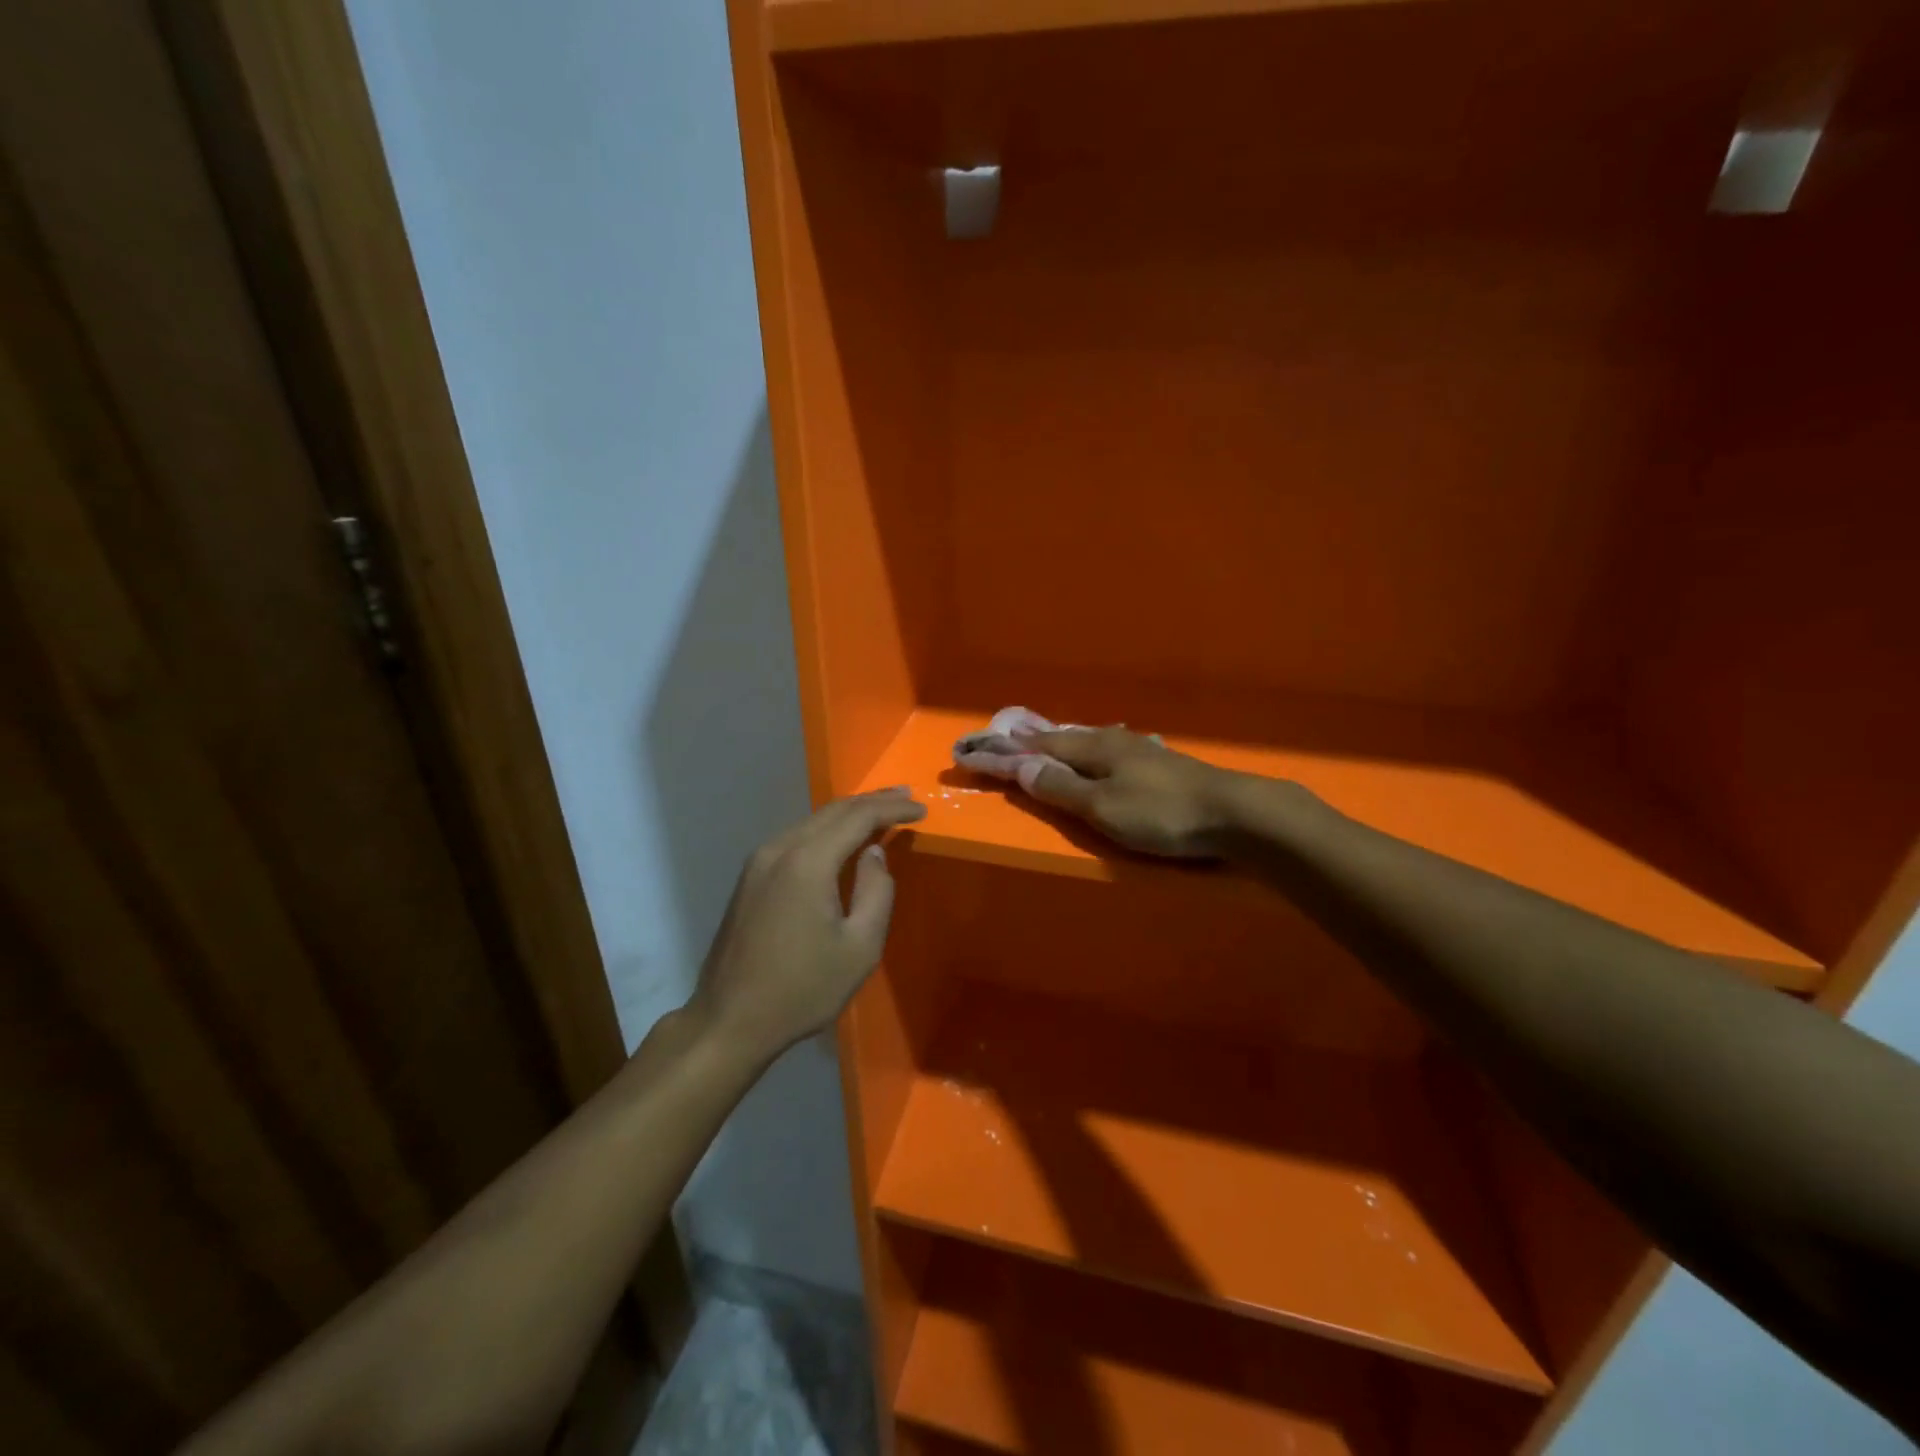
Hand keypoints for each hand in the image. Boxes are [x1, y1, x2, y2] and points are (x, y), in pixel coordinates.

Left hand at [687, 788, 925, 1064]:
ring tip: (881, 813)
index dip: (893, 809)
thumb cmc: (802, 989)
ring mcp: (759, 861)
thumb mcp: (859, 948)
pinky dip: (826, 832)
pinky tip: (842, 840)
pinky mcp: (750, 877)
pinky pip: (796, 839)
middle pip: (833, 811)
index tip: (923, 809)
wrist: (729, 1021)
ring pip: (812, 822)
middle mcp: (779, 848)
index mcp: (807, 862)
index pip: (858, 817)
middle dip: (872, 801)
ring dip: (848, 815)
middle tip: (906, 798)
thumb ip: (877, 892)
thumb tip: (875, 854)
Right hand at [1016, 726, 1243, 858]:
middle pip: (1064, 737)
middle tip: (1010, 736)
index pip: (1040, 746)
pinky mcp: (1160, 765)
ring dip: (1063, 743)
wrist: (1235, 813)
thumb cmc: (1160, 813)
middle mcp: (1113, 741)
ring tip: (1048, 741)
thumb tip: (1021, 767)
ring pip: (1089, 742)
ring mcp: (1140, 750)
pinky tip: (1101, 755)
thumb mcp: (1102, 807)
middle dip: (1035, 739)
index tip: (980, 747)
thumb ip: (1061, 788)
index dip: (1009, 750)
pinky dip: (1089, 754)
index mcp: (1094, 748)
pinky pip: (1109, 752)